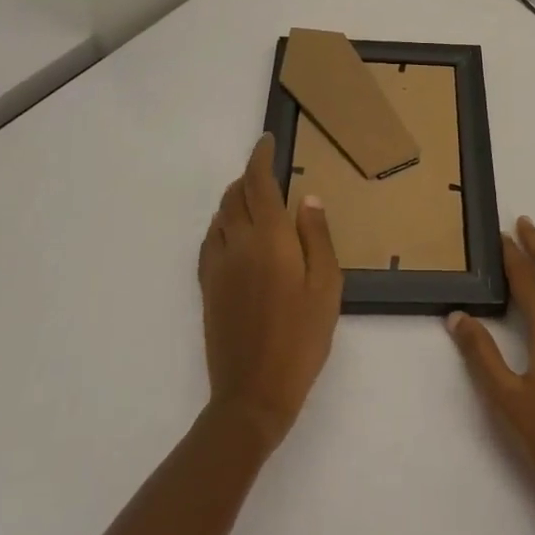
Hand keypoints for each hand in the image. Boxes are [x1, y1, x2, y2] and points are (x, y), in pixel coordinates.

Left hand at [198, 134, 341, 447]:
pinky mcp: (208, 287)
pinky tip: (234, 234)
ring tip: (254, 200)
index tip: (267, 141)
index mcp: (270, 239)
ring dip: (235, 198)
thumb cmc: (301, 339)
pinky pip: (210, 240)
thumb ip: (317, 237)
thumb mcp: (326, 287)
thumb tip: (308, 198)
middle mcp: (238, 243)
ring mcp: (218, 266)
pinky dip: (222, 223)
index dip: (260, 157)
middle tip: (267, 172)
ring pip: (220, 216)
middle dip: (248, 176)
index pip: (259, 183)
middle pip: (235, 195)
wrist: (253, 394)